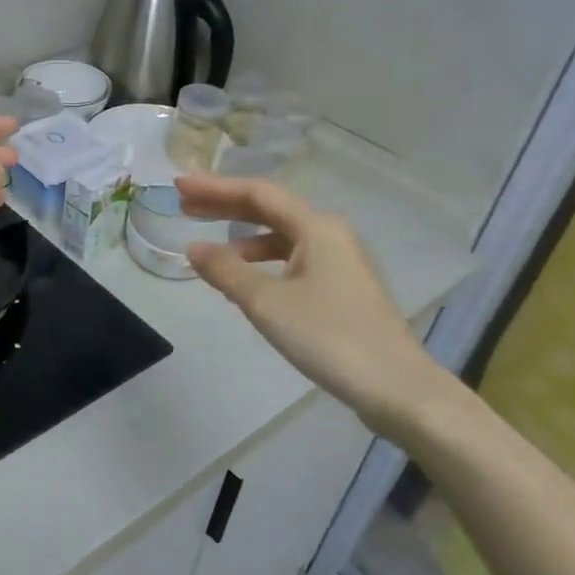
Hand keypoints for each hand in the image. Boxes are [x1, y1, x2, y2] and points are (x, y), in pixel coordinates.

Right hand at [176, 174, 455, 437]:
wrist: (396, 387)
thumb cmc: (329, 337)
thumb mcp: (267, 303)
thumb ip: (226, 271)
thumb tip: (193, 247)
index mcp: (316, 227)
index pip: (257, 193)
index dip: (214, 187)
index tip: (178, 186)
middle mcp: (329, 234)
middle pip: (269, 209)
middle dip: (224, 206)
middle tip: (183, 207)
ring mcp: (338, 261)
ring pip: (280, 237)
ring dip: (241, 238)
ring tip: (207, 251)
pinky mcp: (341, 287)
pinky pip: (291, 259)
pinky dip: (261, 262)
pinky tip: (243, 281)